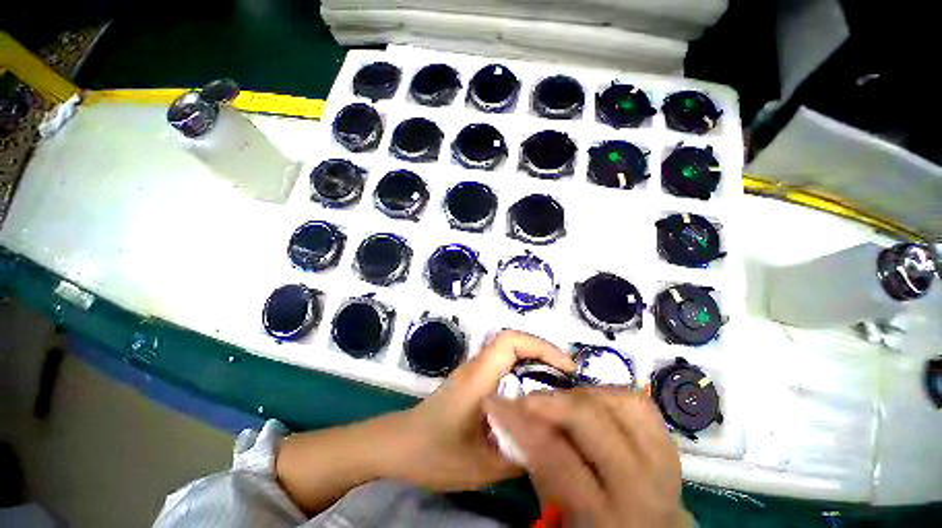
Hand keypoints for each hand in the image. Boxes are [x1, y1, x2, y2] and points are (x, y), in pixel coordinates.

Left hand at [393, 330, 575, 490]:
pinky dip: (523, 372)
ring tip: (557, 387)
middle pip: (512, 342)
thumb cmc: (434, 453)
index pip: (510, 341)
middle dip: (543, 353)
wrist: (399, 446)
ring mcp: (473, 371)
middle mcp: (476, 366)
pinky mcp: (472, 380)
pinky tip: (532, 398)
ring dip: (534, 362)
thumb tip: (554, 440)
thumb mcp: (481, 464)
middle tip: (568, 379)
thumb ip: (520, 453)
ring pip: (508, 352)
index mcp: (478, 377)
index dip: (541, 346)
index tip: (566, 367)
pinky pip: (502, 365)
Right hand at [484, 388, 687, 527]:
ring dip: (581, 395)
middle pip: (591, 420)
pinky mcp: (669, 445)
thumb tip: (516, 424)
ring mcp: (662, 461)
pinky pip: (640, 404)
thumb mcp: (560, 517)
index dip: (519, 424)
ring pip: (619, 402)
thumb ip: (539, 470)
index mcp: (606, 517)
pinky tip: (591, 401)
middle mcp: (641, 486)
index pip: (555, 457)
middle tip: (525, 399)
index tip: (494, 402)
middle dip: (550, 401)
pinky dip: (610, 394)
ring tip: (560, 401)